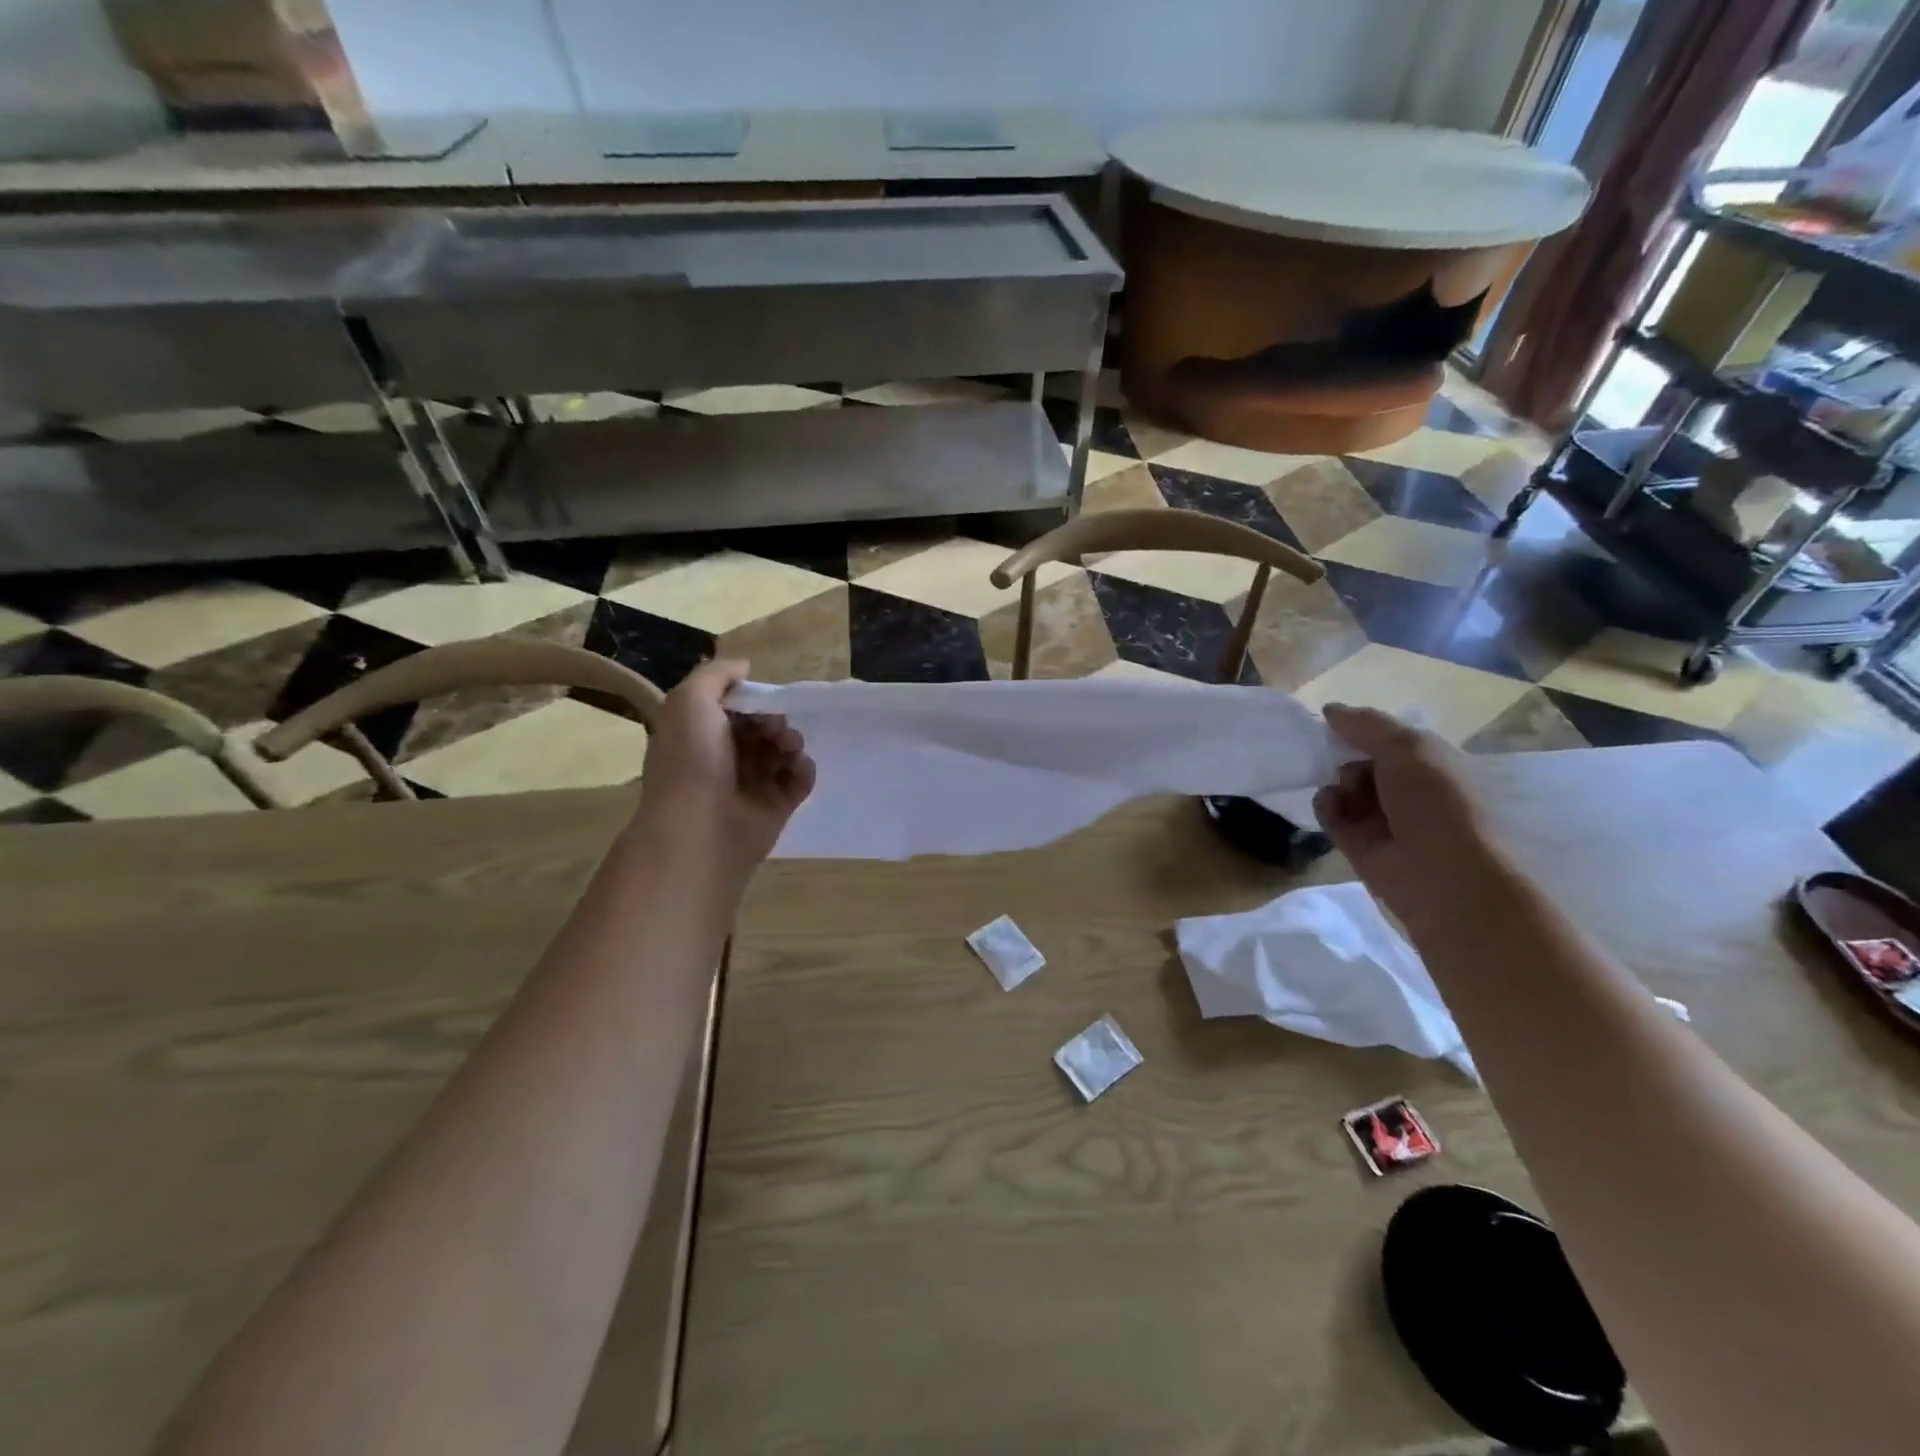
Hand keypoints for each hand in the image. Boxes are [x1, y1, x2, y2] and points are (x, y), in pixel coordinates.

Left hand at [630, 659, 815, 880]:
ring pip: (784, 750)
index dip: (751, 699)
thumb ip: (717, 674)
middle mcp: (726, 757)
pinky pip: (801, 778)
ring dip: (791, 741)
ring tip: (786, 748)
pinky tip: (796, 767)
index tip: (759, 699)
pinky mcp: (778, 806)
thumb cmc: (691, 759)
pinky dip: (804, 768)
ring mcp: (754, 783)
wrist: (700, 826)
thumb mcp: (690, 700)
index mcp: (701, 734)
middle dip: (775, 719)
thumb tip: (745, 666)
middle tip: (773, 728)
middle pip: (764, 726)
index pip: (735, 708)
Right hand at [1312, 704, 1509, 931]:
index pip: (1389, 738)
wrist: (1443, 875)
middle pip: (1362, 760)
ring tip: (1347, 791)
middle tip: (1345, 759)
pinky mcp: (1358, 843)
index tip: (1336, 723)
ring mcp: (1383, 818)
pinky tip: (1333, 806)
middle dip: (1347, 755)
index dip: (1363, 729)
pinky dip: (1327, 806)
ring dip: (1339, 782)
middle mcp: (1408, 789)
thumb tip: (1329, 710)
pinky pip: (1331, 814)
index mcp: (1431, 763)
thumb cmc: (1436, 802)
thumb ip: (1366, 725)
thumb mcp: (1408, 747)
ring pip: (1344, 787)